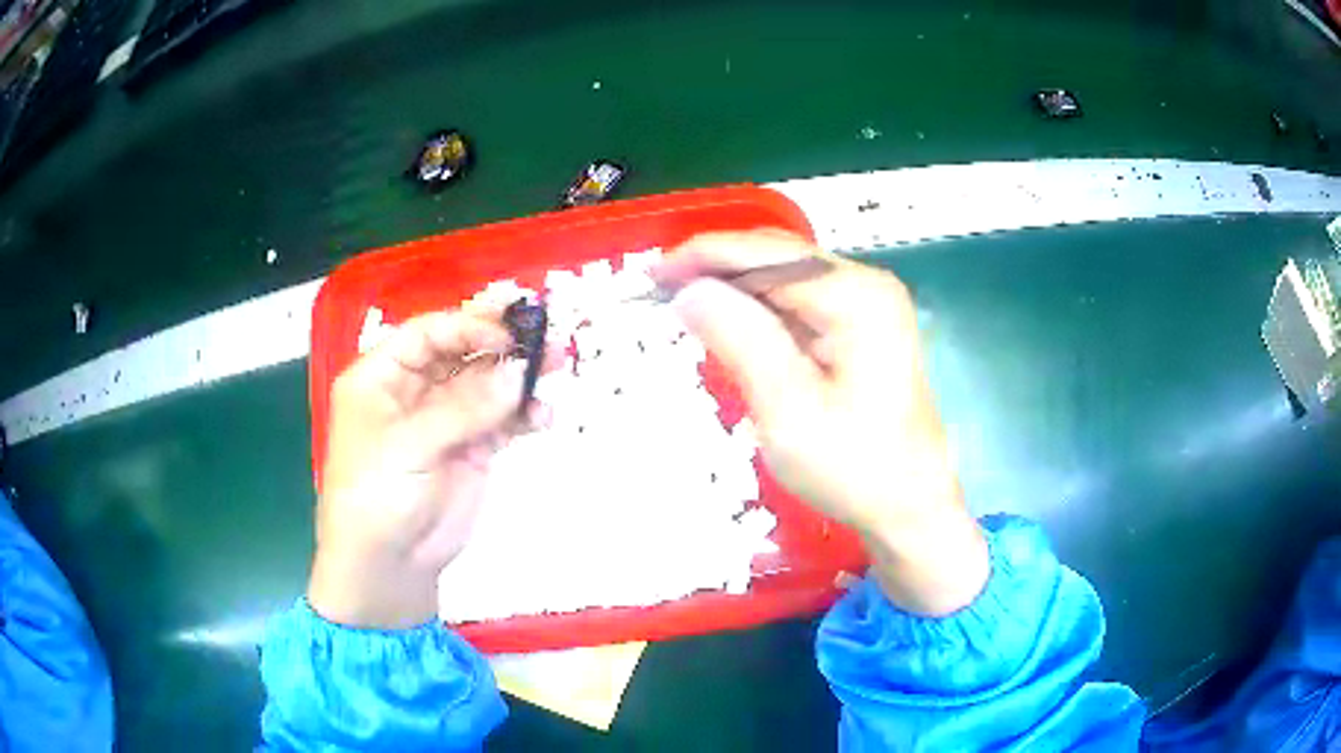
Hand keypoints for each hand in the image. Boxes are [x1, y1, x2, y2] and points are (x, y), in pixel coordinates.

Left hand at [307, 308, 555, 628]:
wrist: (389, 566)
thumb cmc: (377, 495)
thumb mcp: (409, 446)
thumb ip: (463, 409)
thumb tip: (518, 373)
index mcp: (382, 377)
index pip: (428, 333)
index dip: (467, 326)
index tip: (507, 333)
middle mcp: (413, 390)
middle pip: (461, 351)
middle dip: (501, 340)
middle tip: (543, 329)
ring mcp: (445, 421)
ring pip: (486, 384)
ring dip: (519, 375)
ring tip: (556, 366)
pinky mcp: (470, 450)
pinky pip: (501, 421)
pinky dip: (523, 415)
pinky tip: (543, 418)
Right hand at [658, 230, 988, 615]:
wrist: (910, 507)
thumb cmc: (854, 468)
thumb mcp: (788, 411)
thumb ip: (741, 341)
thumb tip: (692, 289)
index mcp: (856, 297)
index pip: (766, 255)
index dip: (705, 256)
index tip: (652, 274)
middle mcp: (866, 285)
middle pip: (778, 257)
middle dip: (718, 269)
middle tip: (661, 292)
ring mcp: (869, 304)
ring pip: (786, 277)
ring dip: (736, 289)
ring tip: (686, 307)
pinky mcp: (863, 327)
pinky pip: (800, 303)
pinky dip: (760, 310)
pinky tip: (732, 326)